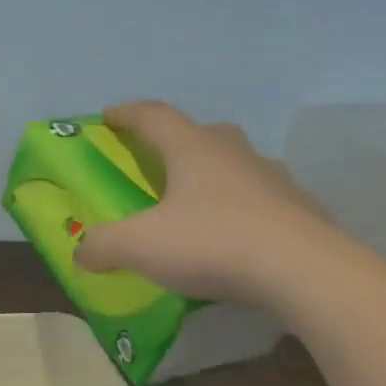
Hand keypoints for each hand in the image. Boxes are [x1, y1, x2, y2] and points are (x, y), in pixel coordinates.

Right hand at [74, 100, 334, 307]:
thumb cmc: (212, 243)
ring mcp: (275, 180)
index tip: (108, 116)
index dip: (128, 114)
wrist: (303, 272)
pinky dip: (244, 210)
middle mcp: (235, 154)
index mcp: (194, 150)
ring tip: (199, 203)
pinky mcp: (302, 210)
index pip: (155, 116)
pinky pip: (264, 200)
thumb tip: (81, 252)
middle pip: (203, 133)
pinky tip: (237, 237)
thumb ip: (103, 245)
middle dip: (177, 142)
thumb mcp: (141, 246)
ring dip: (215, 174)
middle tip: (160, 162)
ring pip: (238, 165)